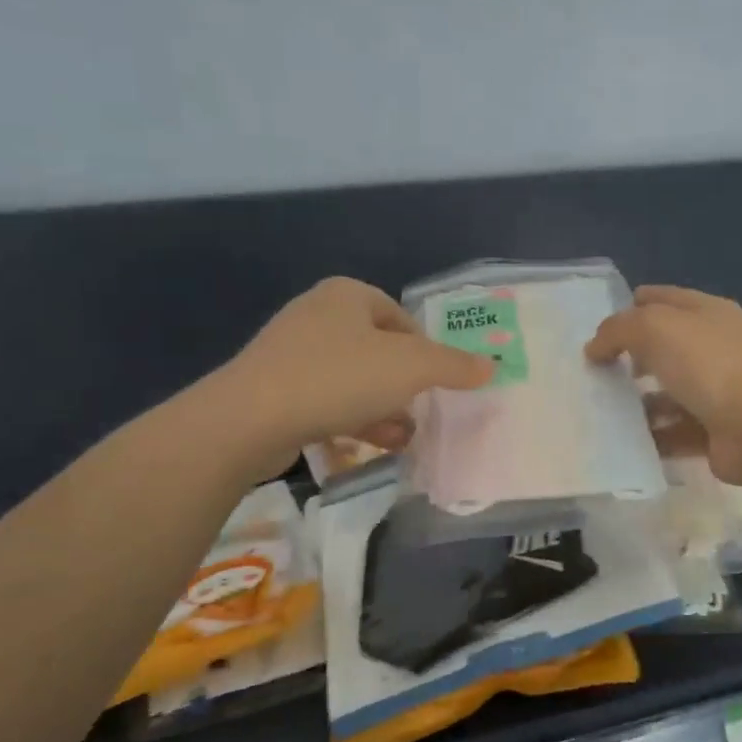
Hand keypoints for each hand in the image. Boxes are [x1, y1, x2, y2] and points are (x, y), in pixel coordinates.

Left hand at [222, 277, 492, 466]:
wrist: (249, 419)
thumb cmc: (338, 378)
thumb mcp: (410, 368)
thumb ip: (454, 366)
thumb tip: (491, 365)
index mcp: (347, 295)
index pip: (403, 319)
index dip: (426, 353)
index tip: (436, 385)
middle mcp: (317, 315)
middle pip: (379, 351)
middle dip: (404, 387)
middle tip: (421, 412)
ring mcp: (291, 353)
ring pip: (354, 380)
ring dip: (383, 409)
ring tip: (404, 437)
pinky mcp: (274, 389)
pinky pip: (326, 401)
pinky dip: (352, 420)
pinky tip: (370, 446)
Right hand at [585, 285, 741, 483]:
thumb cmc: (708, 364)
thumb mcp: (654, 328)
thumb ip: (617, 330)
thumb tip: (595, 348)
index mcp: (706, 313)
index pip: (661, 299)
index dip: (629, 308)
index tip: (596, 330)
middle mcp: (714, 348)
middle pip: (663, 348)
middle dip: (629, 358)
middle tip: (594, 372)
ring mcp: (717, 391)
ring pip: (667, 393)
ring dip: (637, 403)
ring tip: (601, 411)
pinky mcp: (714, 431)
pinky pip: (673, 432)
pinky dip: (651, 437)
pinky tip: (622, 442)